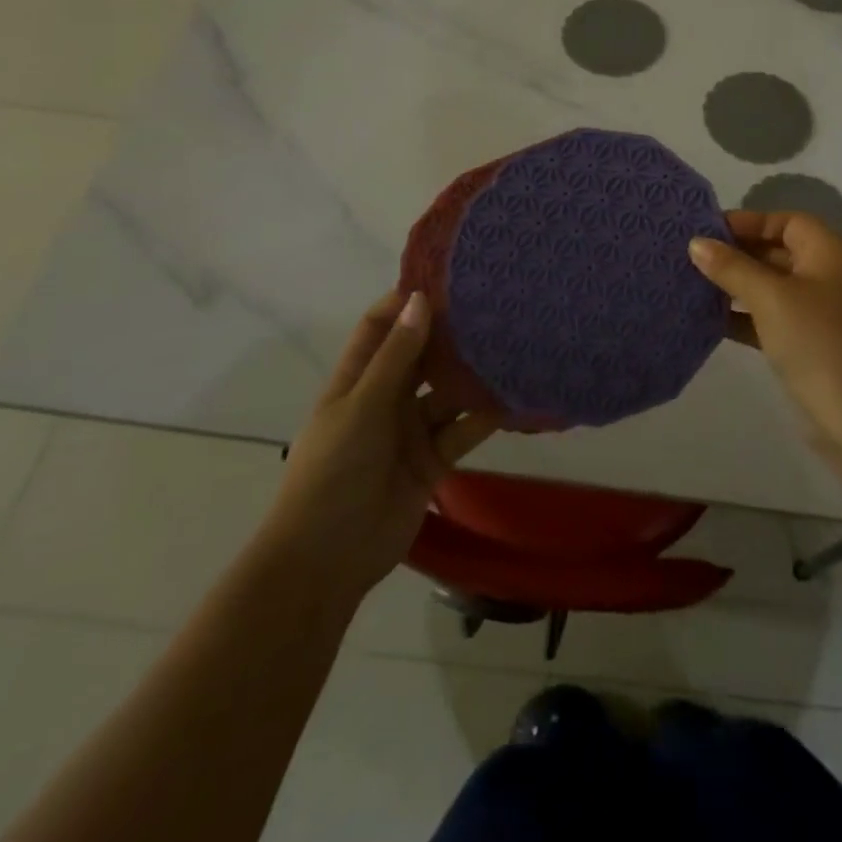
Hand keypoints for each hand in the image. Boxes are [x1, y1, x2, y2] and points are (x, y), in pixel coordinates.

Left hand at [263, 291, 503, 598]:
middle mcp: (386, 398)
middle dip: (451, 334)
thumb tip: (420, 299)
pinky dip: (487, 416)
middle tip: (494, 306)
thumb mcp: (362, 408)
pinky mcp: (433, 461)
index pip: (381, 326)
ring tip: (513, 344)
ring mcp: (410, 430)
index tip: (448, 279)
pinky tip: (516, 395)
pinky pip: (464, 430)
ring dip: (474, 375)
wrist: (325, 562)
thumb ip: (396, 357)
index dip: (407, 302)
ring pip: (448, 392)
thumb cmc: (332, 473)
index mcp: (357, 379)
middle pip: (421, 355)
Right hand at [689, 211, 841, 468]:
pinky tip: (709, 321)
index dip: (748, 221)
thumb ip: (733, 268)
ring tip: (692, 285)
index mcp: (829, 254)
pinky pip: (771, 319)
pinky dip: (744, 317)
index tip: (706, 231)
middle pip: (778, 251)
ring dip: (736, 286)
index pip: (786, 221)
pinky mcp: (809, 346)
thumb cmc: (819, 345)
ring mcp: (820, 314)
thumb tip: (697, 243)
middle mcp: (828, 277)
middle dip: (737, 253)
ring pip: (771, 287)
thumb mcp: (772, 299)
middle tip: (691, 258)